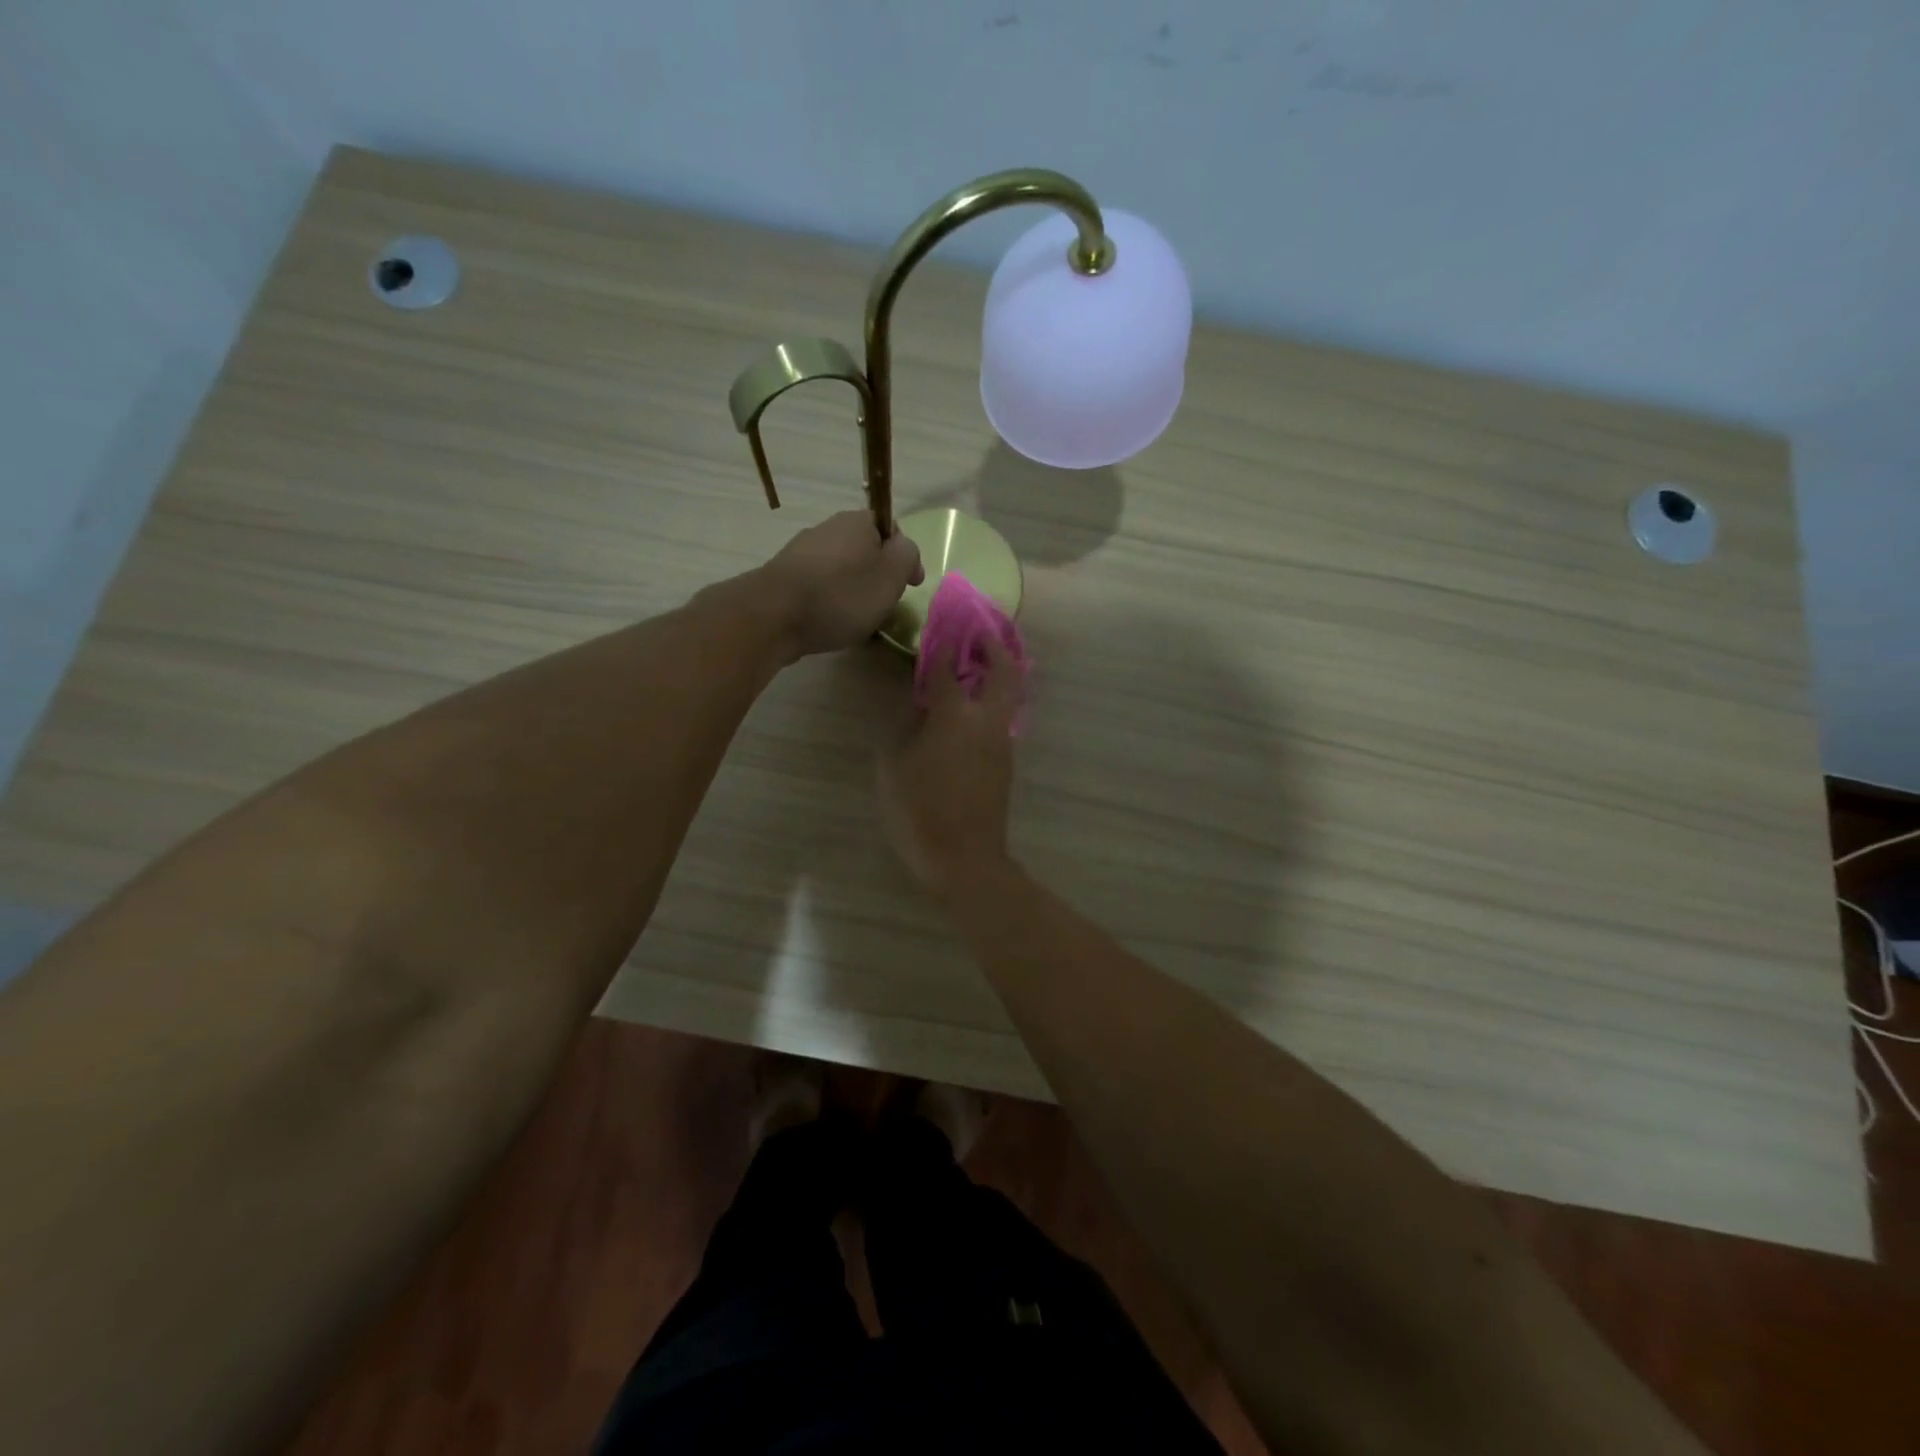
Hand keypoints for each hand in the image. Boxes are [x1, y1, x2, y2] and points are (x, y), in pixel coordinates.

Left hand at [760, 511, 923, 658]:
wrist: (774, 616)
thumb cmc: (842, 594)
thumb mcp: (891, 575)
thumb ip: (907, 556)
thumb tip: (904, 548)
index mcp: (856, 521)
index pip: (889, 527)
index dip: (903, 555)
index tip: (911, 584)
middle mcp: (827, 528)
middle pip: (864, 550)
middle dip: (877, 575)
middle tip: (886, 604)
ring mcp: (801, 552)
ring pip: (840, 570)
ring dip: (853, 591)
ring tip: (859, 620)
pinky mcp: (784, 578)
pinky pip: (819, 588)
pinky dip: (830, 603)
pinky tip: (831, 624)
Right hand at [877, 638, 1019, 897]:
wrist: (964, 858)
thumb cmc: (919, 811)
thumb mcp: (894, 767)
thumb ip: (907, 729)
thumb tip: (920, 708)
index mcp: (954, 716)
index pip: (948, 669)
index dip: (943, 646)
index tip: (942, 627)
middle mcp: (985, 721)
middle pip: (1004, 672)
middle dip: (995, 648)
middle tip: (982, 634)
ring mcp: (1001, 743)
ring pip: (1008, 696)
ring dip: (998, 675)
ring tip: (977, 667)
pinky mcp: (1005, 763)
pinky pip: (1001, 720)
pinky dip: (992, 703)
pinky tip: (970, 710)